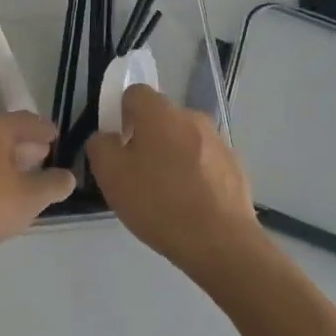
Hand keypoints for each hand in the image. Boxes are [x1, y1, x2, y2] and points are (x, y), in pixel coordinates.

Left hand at [0, 112, 76, 263]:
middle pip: (6, 136)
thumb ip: (52, 185)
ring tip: (26, 181)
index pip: (27, 121)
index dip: (45, 129)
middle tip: (46, 157)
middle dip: (27, 147)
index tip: (58, 138)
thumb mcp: (28, 198)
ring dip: (8, 165)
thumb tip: (68, 176)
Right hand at [86, 85, 266, 276]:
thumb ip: (100, 146)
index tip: (118, 144)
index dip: (121, 113)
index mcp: (160, 113)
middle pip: (161, 117)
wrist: (221, 243)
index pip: (135, 93)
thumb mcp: (110, 176)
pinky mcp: (235, 167)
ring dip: (172, 156)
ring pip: (184, 140)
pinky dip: (195, 175)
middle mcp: (192, 117)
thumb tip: (107, 138)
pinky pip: (205, 162)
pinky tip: (189, 205)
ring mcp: (218, 142)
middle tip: (137, 172)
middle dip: (147, 137)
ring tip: (165, 194)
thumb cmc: (159, 203)